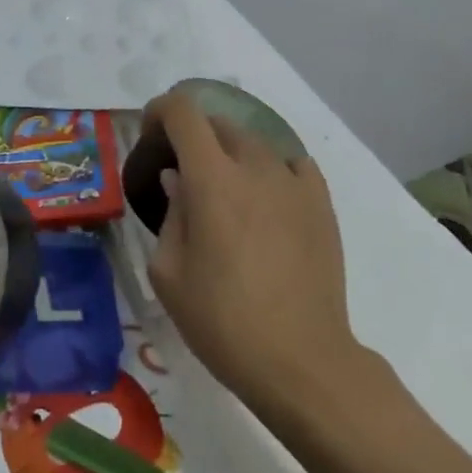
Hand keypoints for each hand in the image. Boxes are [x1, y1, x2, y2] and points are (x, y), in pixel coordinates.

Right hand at [145, 92, 365, 415]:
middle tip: (181, 172)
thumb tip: (178, 180)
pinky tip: (265, 198)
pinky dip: (270, 168)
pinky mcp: (321, 203)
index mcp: (211, 179)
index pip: (183, 113)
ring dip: (230, 153)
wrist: (301, 360)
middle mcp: (255, 167)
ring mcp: (294, 183)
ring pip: (255, 142)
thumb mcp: (169, 272)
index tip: (150, 134)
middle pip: (219, 124)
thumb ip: (171, 214)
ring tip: (224, 191)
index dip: (161, 111)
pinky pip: (291, 164)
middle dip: (193, 135)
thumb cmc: (221, 321)